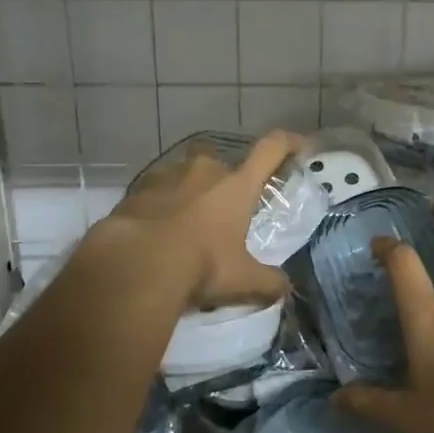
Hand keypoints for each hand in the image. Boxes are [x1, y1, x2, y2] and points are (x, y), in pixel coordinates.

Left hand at [92, 130, 300, 309]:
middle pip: (221, 161)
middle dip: (225, 179)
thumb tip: (286, 289)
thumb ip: (269, 282)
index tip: (298, 146)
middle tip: (225, 209)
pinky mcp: (135, 190)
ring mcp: (166, 176)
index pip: (270, 150)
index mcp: (237, 186)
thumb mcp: (243, 280)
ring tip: (187, 223)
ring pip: (185, 174)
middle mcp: (204, 171)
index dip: (288, 143)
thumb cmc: (201, 265)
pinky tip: (156, 230)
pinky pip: (155, 191)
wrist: (136, 264)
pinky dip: (159, 205)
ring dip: (189, 191)